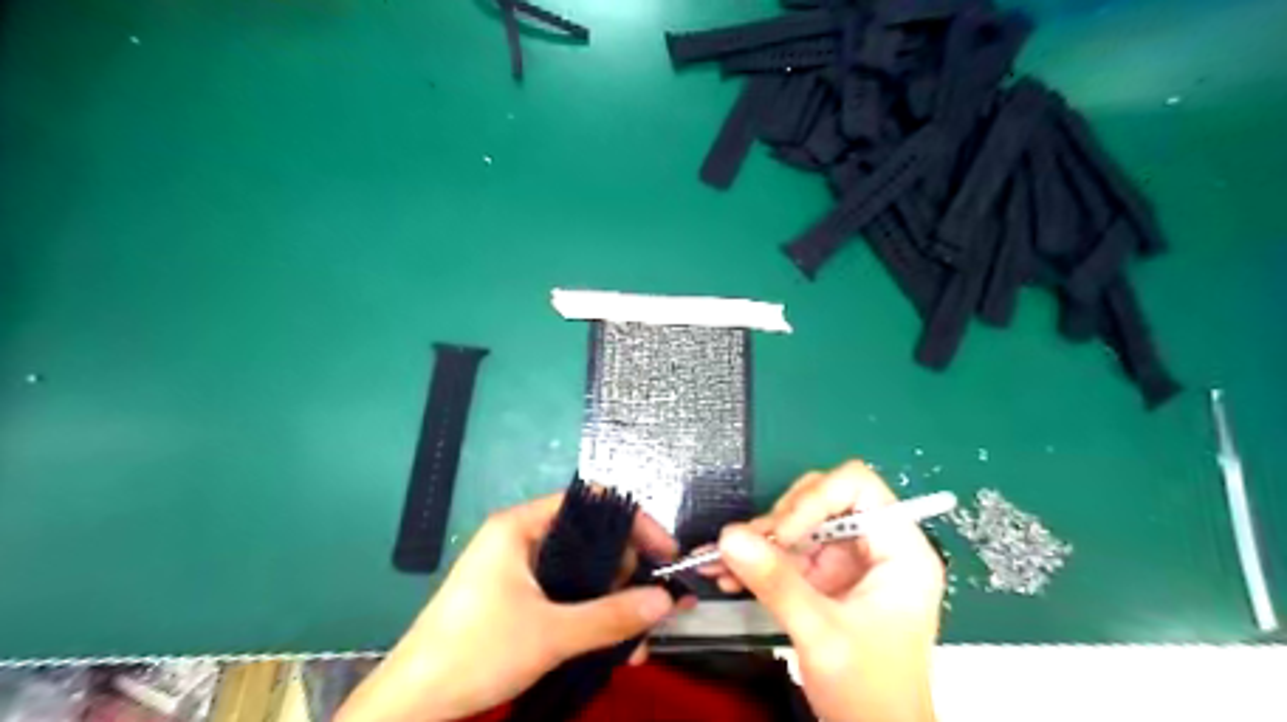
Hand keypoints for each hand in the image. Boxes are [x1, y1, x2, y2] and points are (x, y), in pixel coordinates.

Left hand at [339, 491, 683, 720]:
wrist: (411, 704)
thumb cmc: (475, 652)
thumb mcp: (551, 634)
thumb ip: (611, 616)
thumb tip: (665, 600)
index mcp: (521, 526)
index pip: (592, 503)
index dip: (634, 523)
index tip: (664, 553)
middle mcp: (522, 538)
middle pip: (591, 538)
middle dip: (628, 573)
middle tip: (655, 603)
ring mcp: (518, 569)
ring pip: (582, 571)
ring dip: (614, 602)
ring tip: (639, 638)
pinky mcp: (517, 597)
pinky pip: (567, 594)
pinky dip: (592, 614)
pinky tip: (614, 644)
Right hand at [704, 463, 941, 720]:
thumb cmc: (870, 692)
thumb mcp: (822, 634)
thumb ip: (776, 582)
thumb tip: (728, 537)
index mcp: (899, 549)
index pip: (857, 486)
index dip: (815, 499)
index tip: (781, 534)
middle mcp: (874, 546)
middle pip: (822, 498)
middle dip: (780, 521)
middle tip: (746, 547)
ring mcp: (847, 561)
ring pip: (797, 524)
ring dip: (758, 541)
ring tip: (721, 563)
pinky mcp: (825, 578)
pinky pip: (786, 552)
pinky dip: (757, 561)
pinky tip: (727, 576)